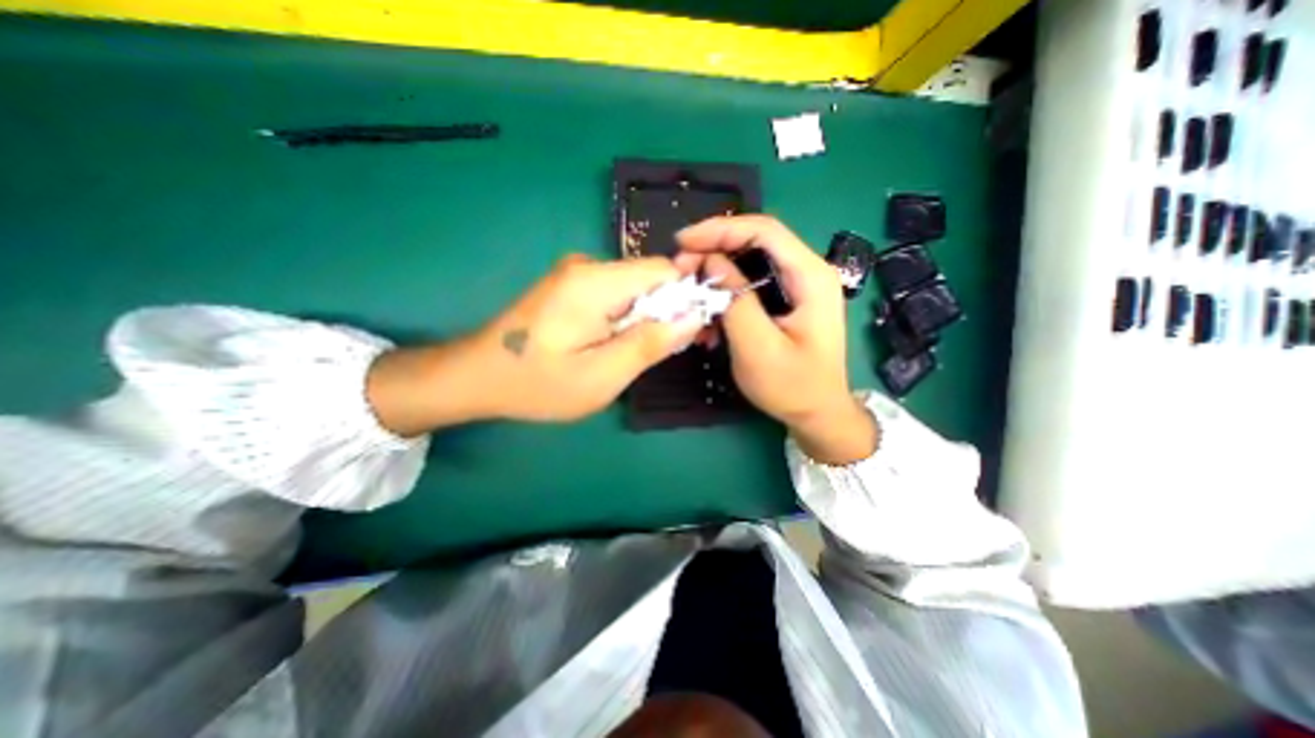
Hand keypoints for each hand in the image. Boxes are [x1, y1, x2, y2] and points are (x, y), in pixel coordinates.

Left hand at [364, 254, 701, 435]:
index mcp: (596, 282)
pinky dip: (625, 317)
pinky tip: (611, 344)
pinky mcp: (571, 285)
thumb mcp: (602, 376)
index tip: (687, 334)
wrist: (477, 376)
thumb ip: (650, 344)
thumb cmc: (538, 384)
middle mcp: (588, 265)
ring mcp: (576, 273)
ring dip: (644, 318)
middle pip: (650, 278)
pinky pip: (615, 294)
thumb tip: (694, 316)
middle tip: (660, 353)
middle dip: (665, 312)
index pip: (665, 270)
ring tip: (631, 354)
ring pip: (634, 288)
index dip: (686, 298)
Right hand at [671, 216, 874, 463]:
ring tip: (691, 294)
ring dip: (717, 275)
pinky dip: (727, 295)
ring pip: (750, 263)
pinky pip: (752, 285)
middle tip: (681, 268)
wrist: (818, 414)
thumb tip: (711, 262)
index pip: (764, 231)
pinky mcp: (787, 301)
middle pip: (756, 242)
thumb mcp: (758, 348)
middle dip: (714, 250)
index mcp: (811, 276)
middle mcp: (808, 272)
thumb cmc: (793, 386)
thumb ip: (736, 301)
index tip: (683, 242)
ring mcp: (798, 286)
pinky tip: (710, 318)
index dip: (720, 229)